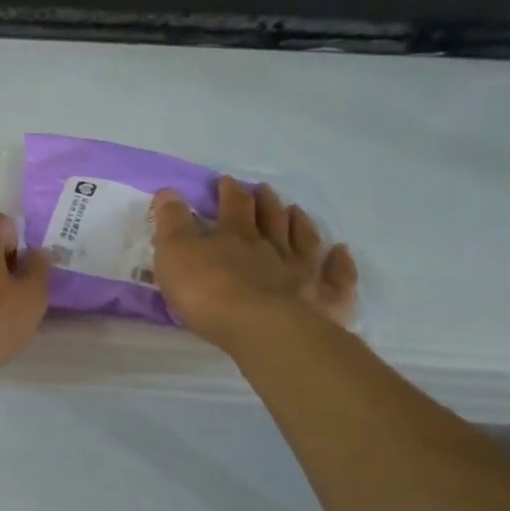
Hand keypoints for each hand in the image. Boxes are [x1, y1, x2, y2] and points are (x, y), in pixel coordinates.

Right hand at [152, 178, 357, 344]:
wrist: (261, 328)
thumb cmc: (209, 292)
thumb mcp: (175, 254)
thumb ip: (172, 223)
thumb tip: (168, 192)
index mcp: (235, 236)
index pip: (233, 206)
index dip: (229, 192)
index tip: (227, 181)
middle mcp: (272, 247)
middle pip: (271, 218)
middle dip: (264, 202)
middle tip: (263, 190)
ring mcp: (302, 272)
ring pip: (304, 240)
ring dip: (300, 223)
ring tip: (296, 211)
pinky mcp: (323, 300)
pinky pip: (335, 277)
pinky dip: (340, 263)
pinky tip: (341, 252)